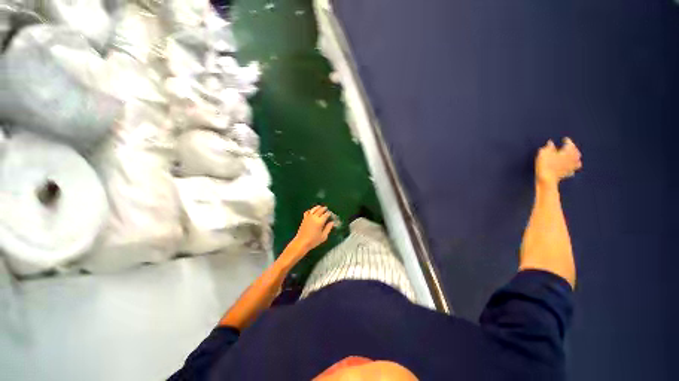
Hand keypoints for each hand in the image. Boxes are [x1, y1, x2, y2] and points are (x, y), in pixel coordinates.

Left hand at [293, 206, 334, 251]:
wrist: (301, 242)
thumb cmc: (313, 241)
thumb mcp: (323, 236)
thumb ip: (328, 228)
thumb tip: (332, 222)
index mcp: (320, 221)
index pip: (326, 214)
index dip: (329, 213)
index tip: (330, 214)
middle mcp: (314, 217)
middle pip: (320, 210)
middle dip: (324, 209)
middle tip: (326, 208)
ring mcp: (308, 217)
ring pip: (314, 209)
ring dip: (317, 207)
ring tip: (320, 207)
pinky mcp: (304, 218)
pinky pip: (307, 212)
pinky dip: (310, 210)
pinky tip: (311, 211)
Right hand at [535, 137, 582, 185]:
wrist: (547, 179)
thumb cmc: (545, 164)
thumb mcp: (543, 153)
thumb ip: (548, 147)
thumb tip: (551, 142)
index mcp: (567, 152)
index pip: (570, 144)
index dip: (568, 141)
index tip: (565, 139)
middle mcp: (572, 159)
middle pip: (576, 152)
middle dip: (573, 148)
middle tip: (570, 146)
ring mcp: (571, 167)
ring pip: (577, 161)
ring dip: (576, 157)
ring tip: (573, 156)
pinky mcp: (567, 174)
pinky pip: (573, 170)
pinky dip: (573, 167)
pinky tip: (570, 167)